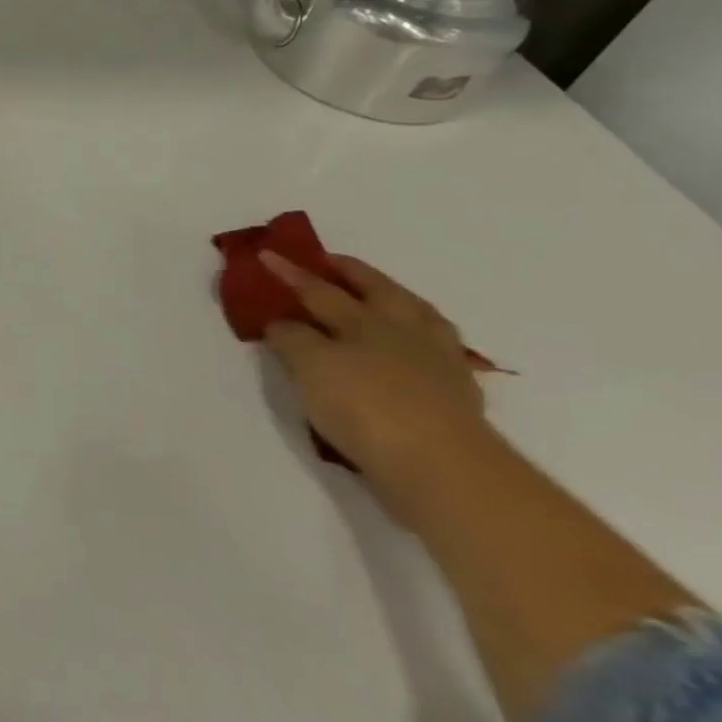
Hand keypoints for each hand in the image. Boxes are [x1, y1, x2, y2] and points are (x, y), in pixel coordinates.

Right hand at [259, 251, 504, 516]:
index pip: (318, 290)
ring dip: (393, 300)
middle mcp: (403, 331)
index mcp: (366, 320)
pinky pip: (434, 350)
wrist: (440, 465)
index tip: (266, 256)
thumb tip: (282, 323)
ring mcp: (437, 360)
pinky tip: (409, 349)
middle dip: (349, 274)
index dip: (290, 274)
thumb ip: (293, 339)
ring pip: (415, 316)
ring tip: (378, 297)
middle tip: (328, 262)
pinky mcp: (456, 393)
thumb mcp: (311, 368)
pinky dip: (417, 340)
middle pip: (375, 291)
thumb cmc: (365, 407)